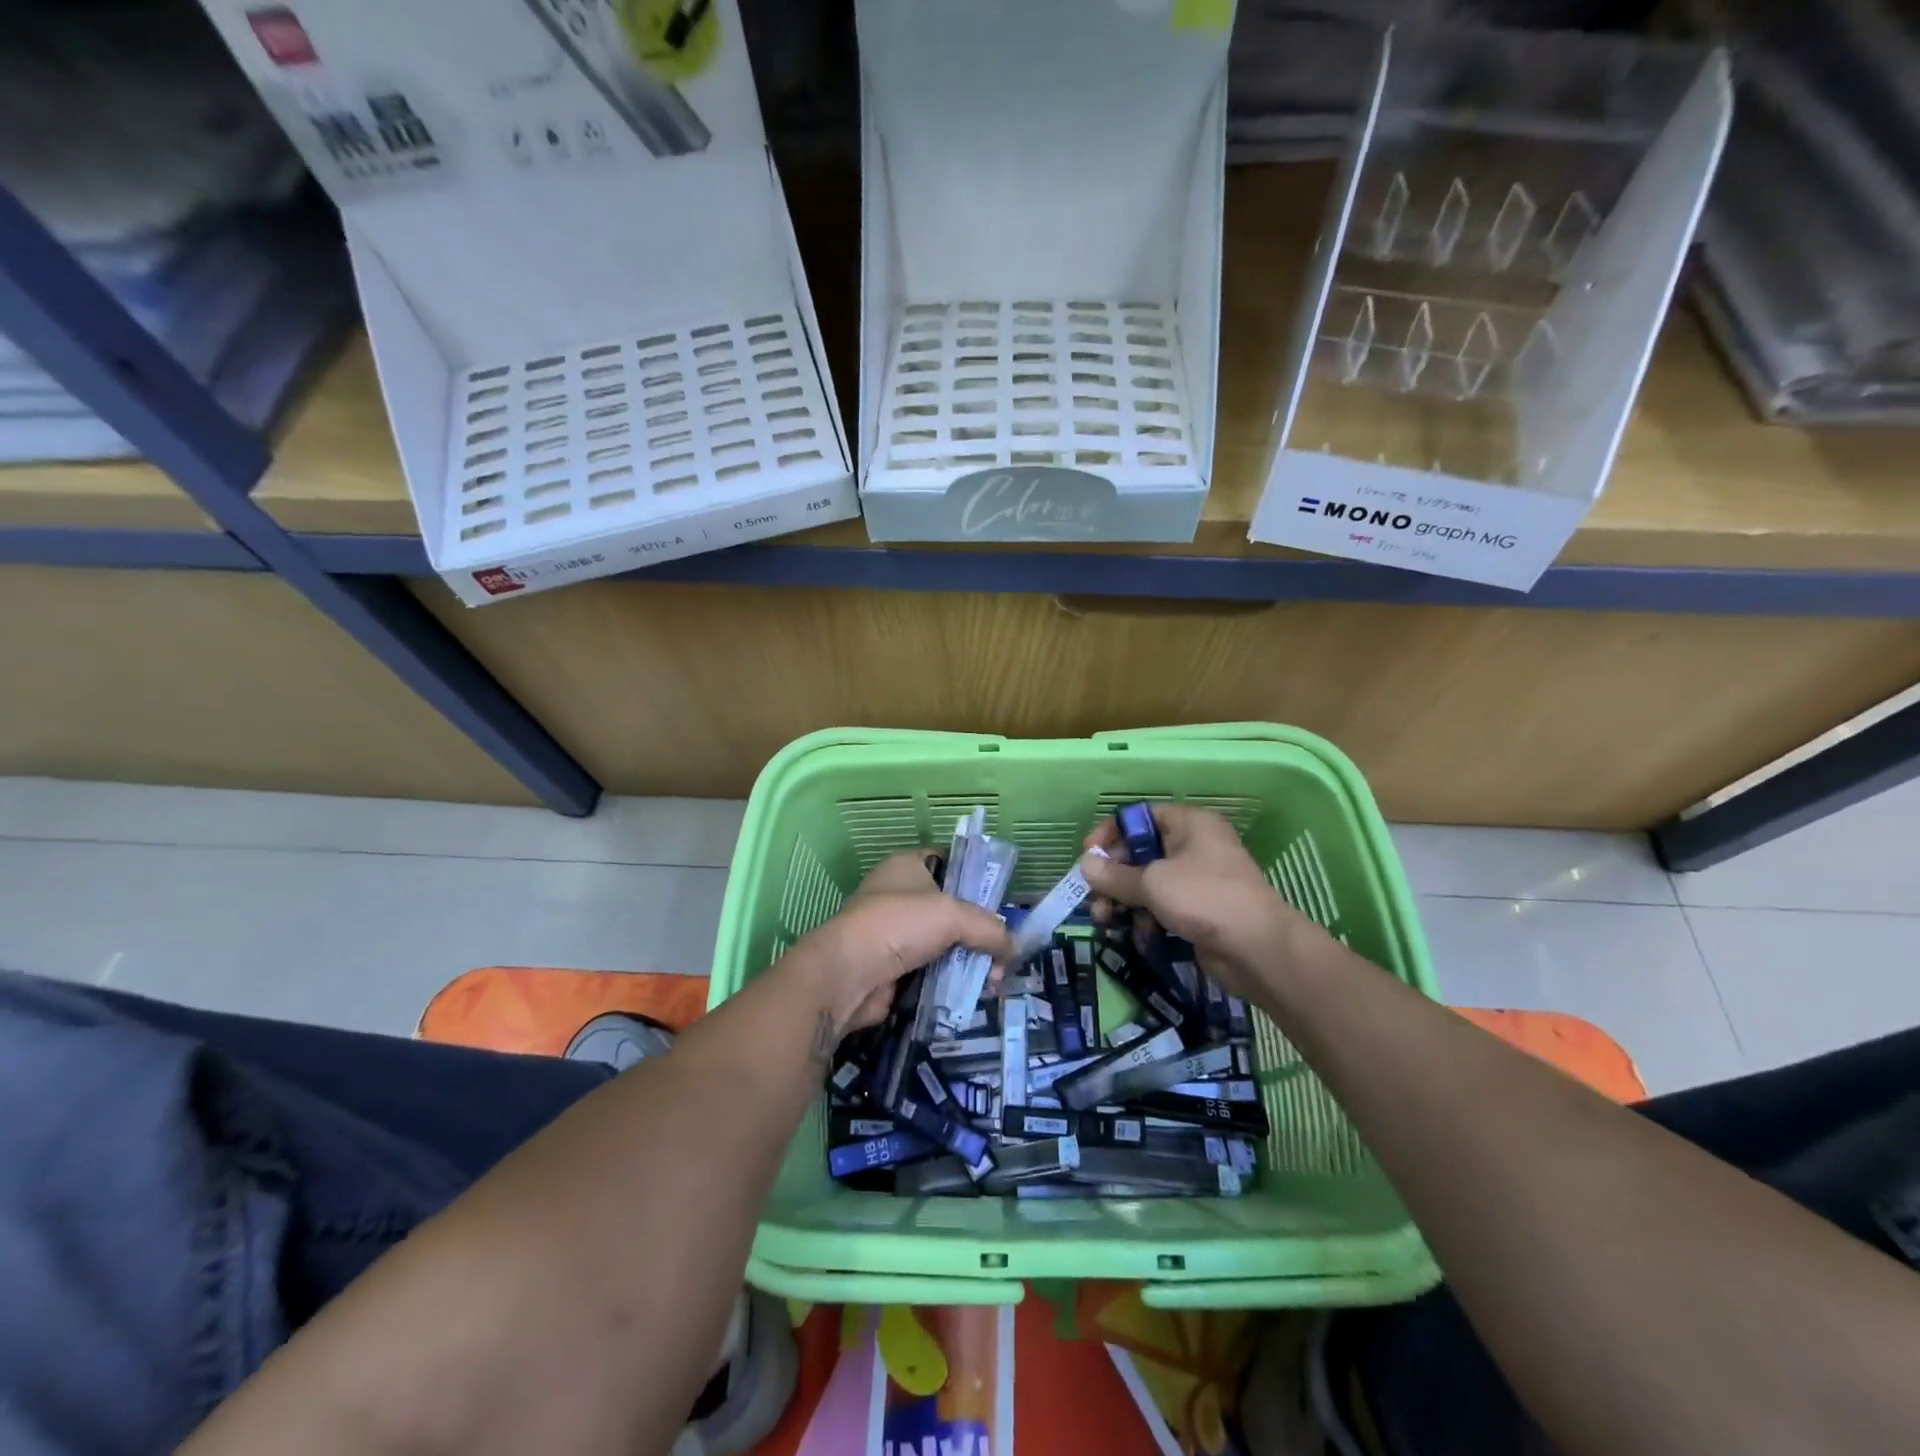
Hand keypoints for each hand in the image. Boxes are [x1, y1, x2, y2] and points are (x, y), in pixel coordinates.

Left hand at [791, 850, 1009, 1032]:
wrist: (848, 974)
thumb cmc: (899, 924)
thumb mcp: (954, 915)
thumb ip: (989, 928)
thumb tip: (1013, 949)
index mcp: (908, 865)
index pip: (949, 862)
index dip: (975, 877)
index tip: (1000, 901)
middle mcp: (901, 895)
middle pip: (952, 909)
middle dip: (980, 932)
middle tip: (1002, 954)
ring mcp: (896, 933)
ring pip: (946, 944)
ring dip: (970, 962)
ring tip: (992, 982)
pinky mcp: (895, 968)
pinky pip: (933, 971)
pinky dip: (952, 981)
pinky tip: (974, 994)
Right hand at [1079, 804, 1317, 1000]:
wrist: (1258, 950)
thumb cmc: (1205, 899)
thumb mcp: (1153, 883)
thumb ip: (1114, 875)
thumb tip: (1084, 864)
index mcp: (1188, 824)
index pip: (1139, 817)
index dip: (1110, 834)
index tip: (1088, 857)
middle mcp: (1192, 846)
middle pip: (1139, 853)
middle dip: (1112, 878)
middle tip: (1094, 900)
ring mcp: (1196, 881)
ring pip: (1147, 884)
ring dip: (1123, 902)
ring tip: (1106, 922)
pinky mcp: (1197, 911)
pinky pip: (1161, 908)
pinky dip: (1145, 920)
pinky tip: (1138, 937)